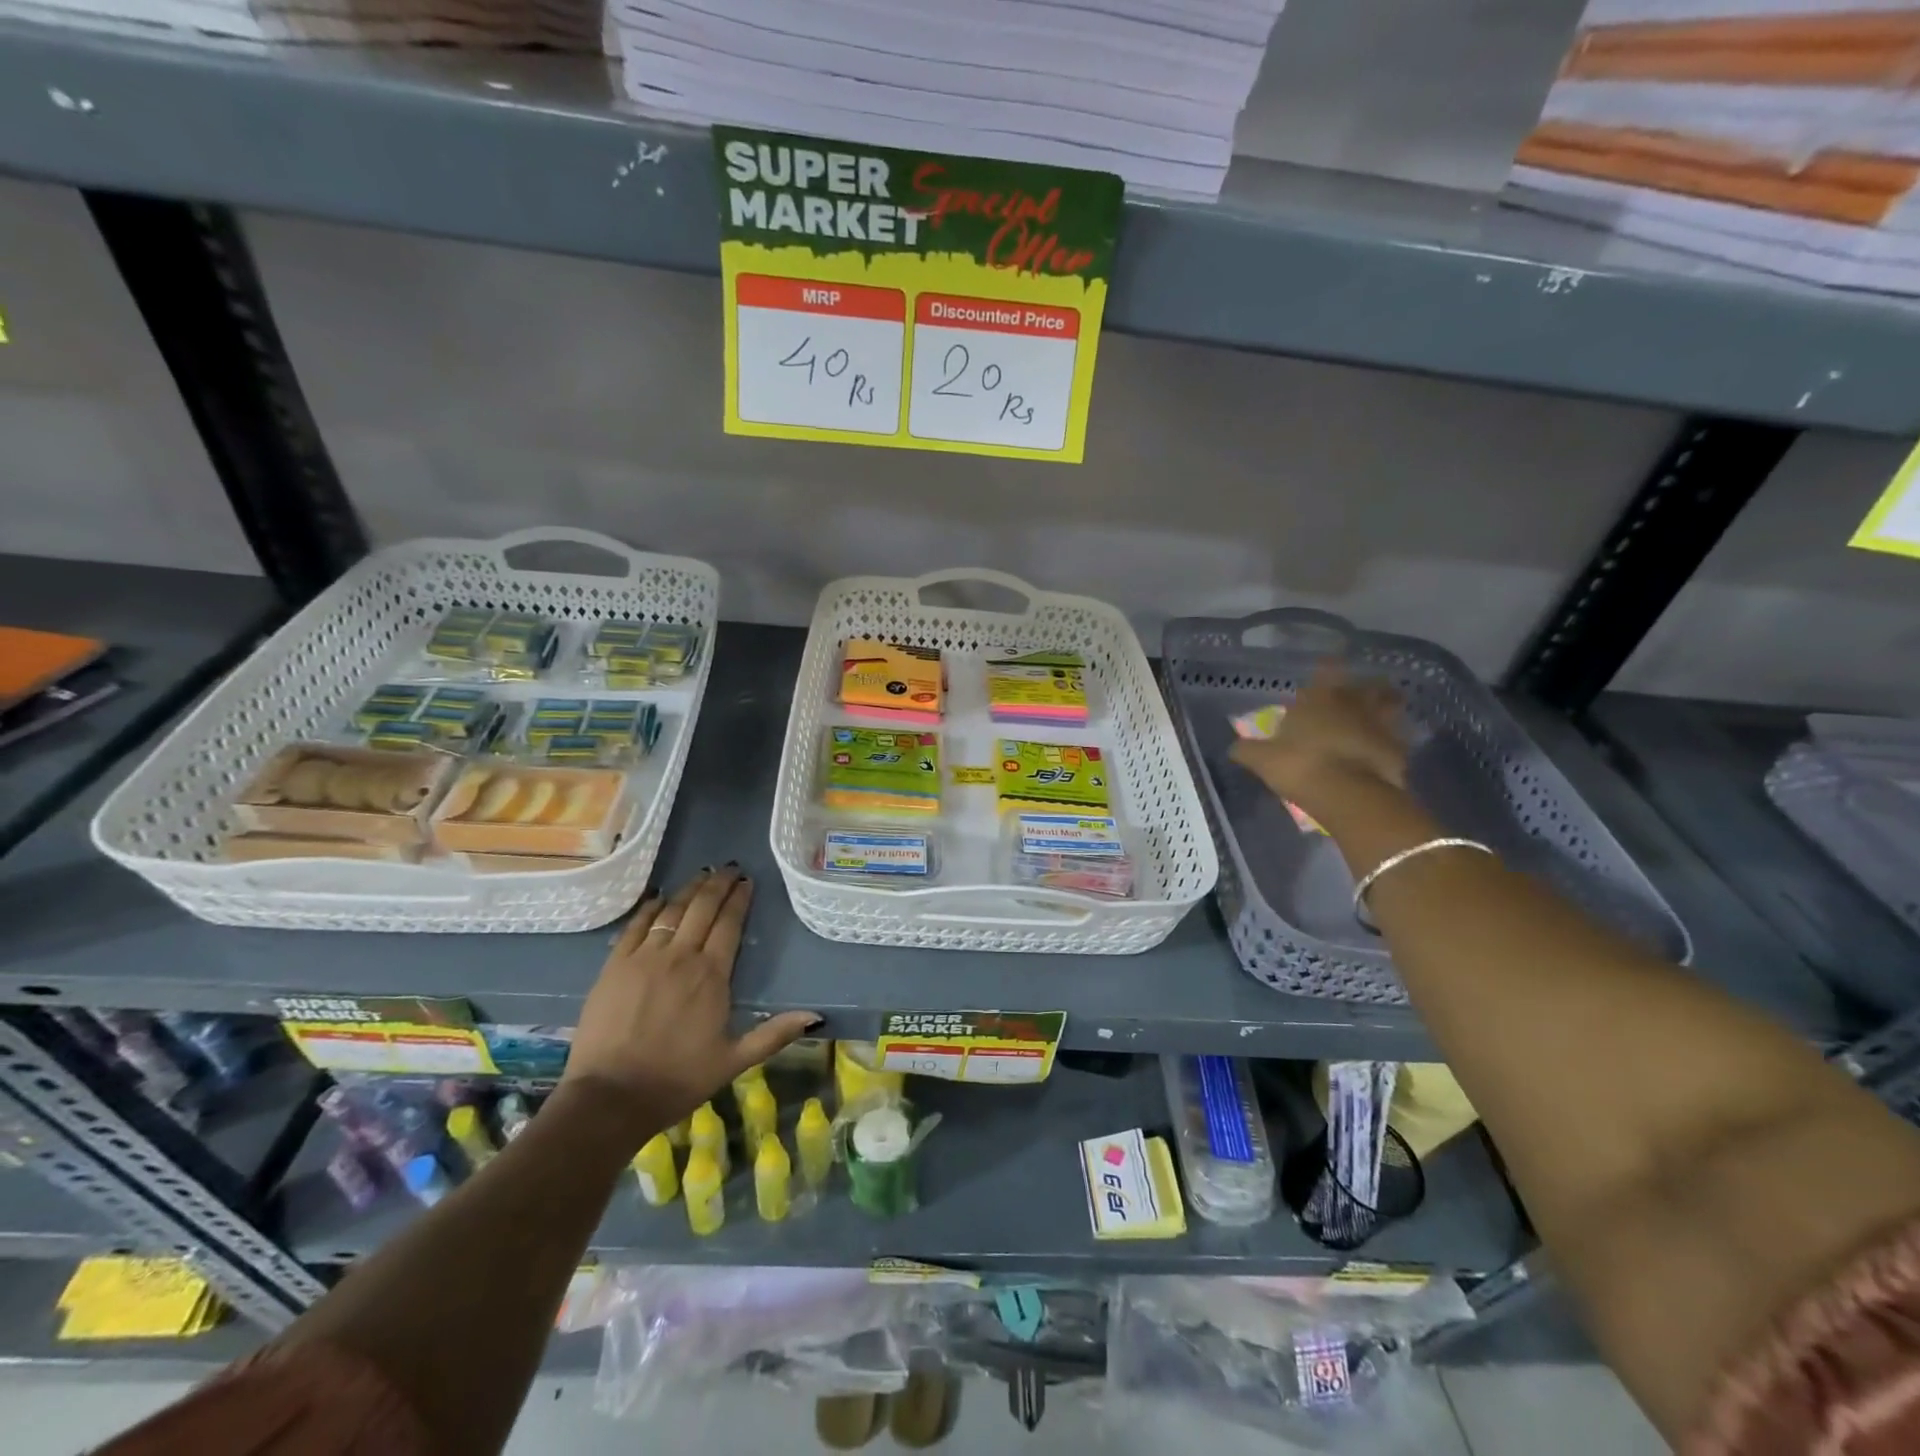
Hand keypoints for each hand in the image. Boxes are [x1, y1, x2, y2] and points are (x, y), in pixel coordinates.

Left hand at [559, 866, 819, 1143]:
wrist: (609, 1098)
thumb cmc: (676, 1080)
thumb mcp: (733, 1061)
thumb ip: (774, 1034)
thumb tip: (815, 1016)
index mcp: (711, 976)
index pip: (730, 924)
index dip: (740, 900)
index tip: (747, 882)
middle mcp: (680, 956)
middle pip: (702, 908)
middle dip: (718, 884)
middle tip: (730, 868)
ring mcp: (644, 957)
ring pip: (671, 911)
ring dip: (689, 889)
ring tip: (702, 874)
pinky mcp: (614, 966)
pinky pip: (636, 925)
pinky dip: (650, 907)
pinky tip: (660, 897)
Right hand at [1229, 662, 1409, 813]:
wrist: (1347, 793)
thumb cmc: (1299, 765)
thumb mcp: (1261, 759)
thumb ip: (1248, 750)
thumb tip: (1234, 747)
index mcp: (1319, 698)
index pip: (1327, 670)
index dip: (1329, 666)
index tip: (1331, 663)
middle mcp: (1353, 704)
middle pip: (1369, 685)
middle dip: (1367, 686)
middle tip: (1364, 690)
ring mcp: (1380, 725)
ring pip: (1390, 707)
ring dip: (1387, 707)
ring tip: (1381, 714)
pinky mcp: (1398, 751)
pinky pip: (1397, 740)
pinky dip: (1392, 741)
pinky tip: (1385, 750)